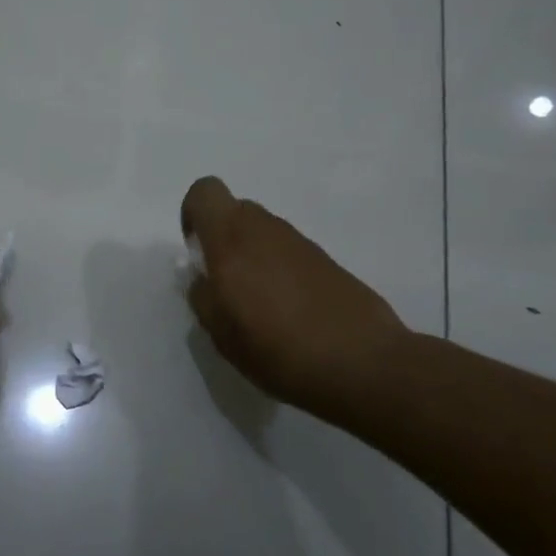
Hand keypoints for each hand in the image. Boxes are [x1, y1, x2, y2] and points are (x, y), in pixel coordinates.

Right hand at [181, 176, 412, 420]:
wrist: (362, 362)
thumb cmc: (278, 348)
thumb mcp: (221, 333)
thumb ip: (203, 297)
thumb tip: (203, 279)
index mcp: (232, 238)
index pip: (204, 192)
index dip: (193, 215)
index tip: (196, 253)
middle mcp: (265, 228)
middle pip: (234, 212)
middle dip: (222, 239)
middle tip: (224, 285)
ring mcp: (300, 242)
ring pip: (263, 233)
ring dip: (252, 257)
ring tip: (258, 306)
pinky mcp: (326, 259)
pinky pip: (288, 252)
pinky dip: (280, 271)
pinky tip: (289, 313)